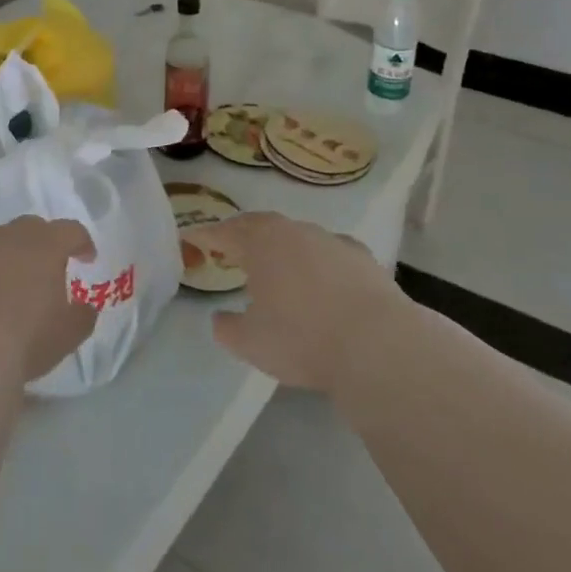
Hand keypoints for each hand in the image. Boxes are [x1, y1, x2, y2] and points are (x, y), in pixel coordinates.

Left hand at [0, 217, 97, 381]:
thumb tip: (85, 307)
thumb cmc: (26, 337)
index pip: (71, 230)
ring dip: (5, 256)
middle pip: (31, 227)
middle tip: (46, 268)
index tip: (86, 259)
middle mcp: (10, 236)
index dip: (82, 242)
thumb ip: (82, 316)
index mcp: (46, 246)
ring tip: (6, 285)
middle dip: (42, 243)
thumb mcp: (68, 334)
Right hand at [205, 213, 402, 391]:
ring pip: (298, 237)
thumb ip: (227, 328)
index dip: (205, 236)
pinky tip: (322, 281)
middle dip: (243, 235)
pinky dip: (319, 262)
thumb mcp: (250, 343)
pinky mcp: (364, 259)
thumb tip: (220, 319)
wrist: (379, 346)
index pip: (224, 232)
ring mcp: (332, 241)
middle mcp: (294, 231)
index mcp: (260, 243)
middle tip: (230, 248)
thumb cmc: (302, 339)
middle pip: (261, 226)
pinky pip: (331, 253)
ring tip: (276, 268)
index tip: (190, 239)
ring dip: (283, 248)